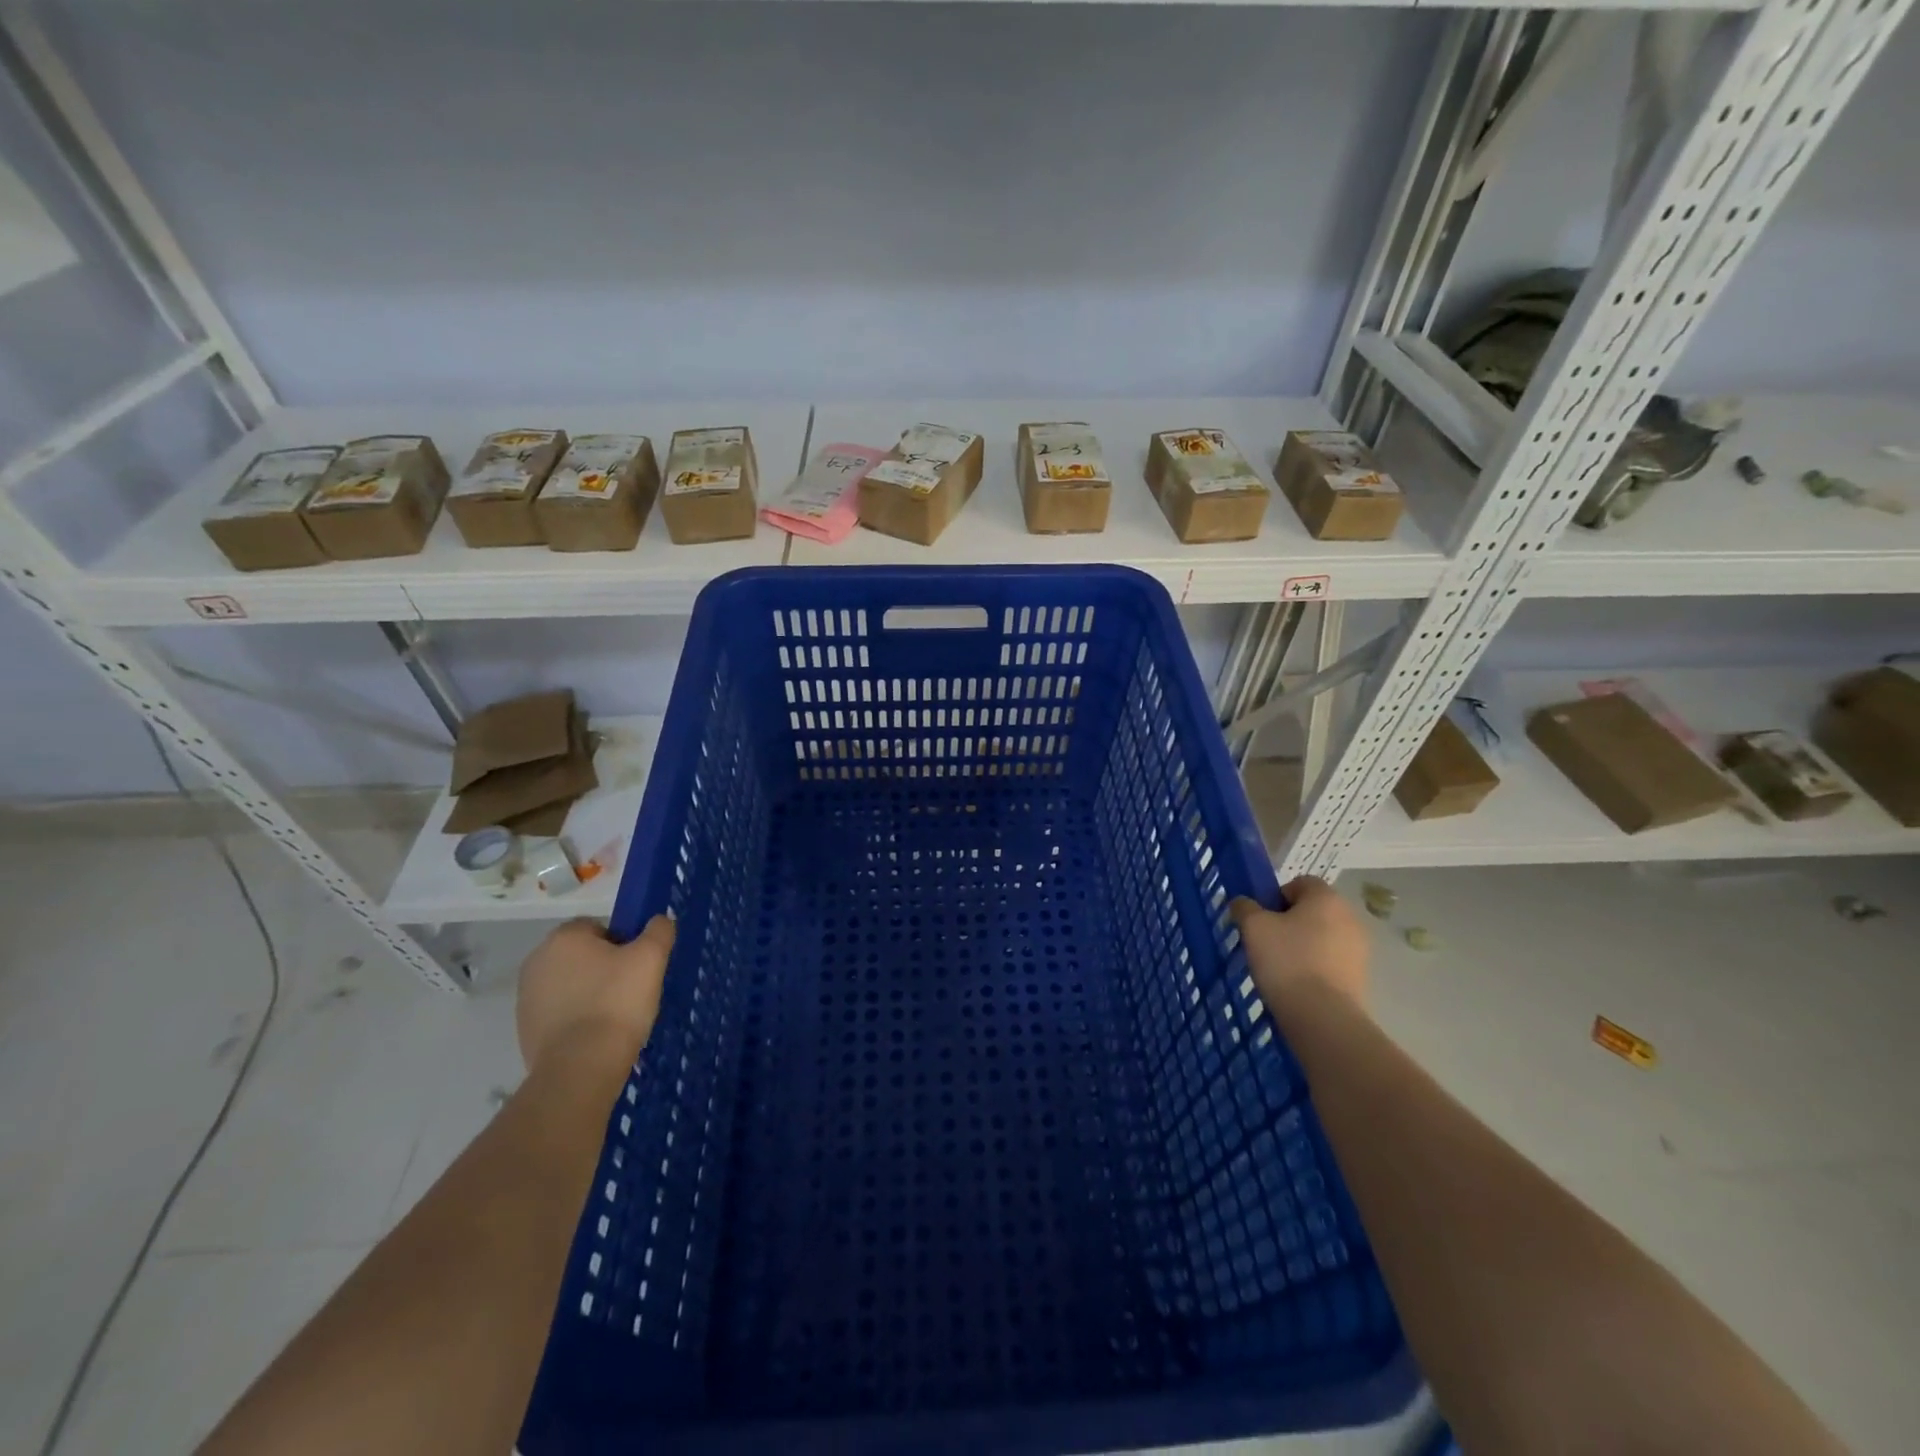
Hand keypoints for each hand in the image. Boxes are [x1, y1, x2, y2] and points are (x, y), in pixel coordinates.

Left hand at [516, 915, 674, 1073]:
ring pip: (570, 984)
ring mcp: (527, 998)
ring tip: (615, 1016)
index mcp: (563, 938)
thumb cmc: (617, 1002)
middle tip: (630, 989)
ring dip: (589, 993)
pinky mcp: (525, 1030)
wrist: (581, 1067)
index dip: (622, 943)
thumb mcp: (651, 958)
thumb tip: (660, 921)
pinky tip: (596, 1035)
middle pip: (581, 956)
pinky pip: (560, 1013)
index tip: (637, 966)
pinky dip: (576, 1019)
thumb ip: (659, 931)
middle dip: (604, 968)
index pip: (598, 927)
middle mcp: (537, 961)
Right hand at [1230, 877, 1369, 1017]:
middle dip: (1290, 921)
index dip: (1276, 896)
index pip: (1300, 882)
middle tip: (1266, 941)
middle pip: (1313, 910)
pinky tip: (1297, 983)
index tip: (1261, 918)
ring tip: (1280, 966)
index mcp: (1326, 898)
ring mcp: (1359, 949)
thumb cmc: (1286, 960)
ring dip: (1303, 944)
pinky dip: (1315, 966)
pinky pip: (1331, 961)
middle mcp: (1350, 917)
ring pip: (1322, 936)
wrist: (1322, 1017)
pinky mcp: (1360, 976)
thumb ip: (1245, 907)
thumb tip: (1243, 903)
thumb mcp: (1253, 927)